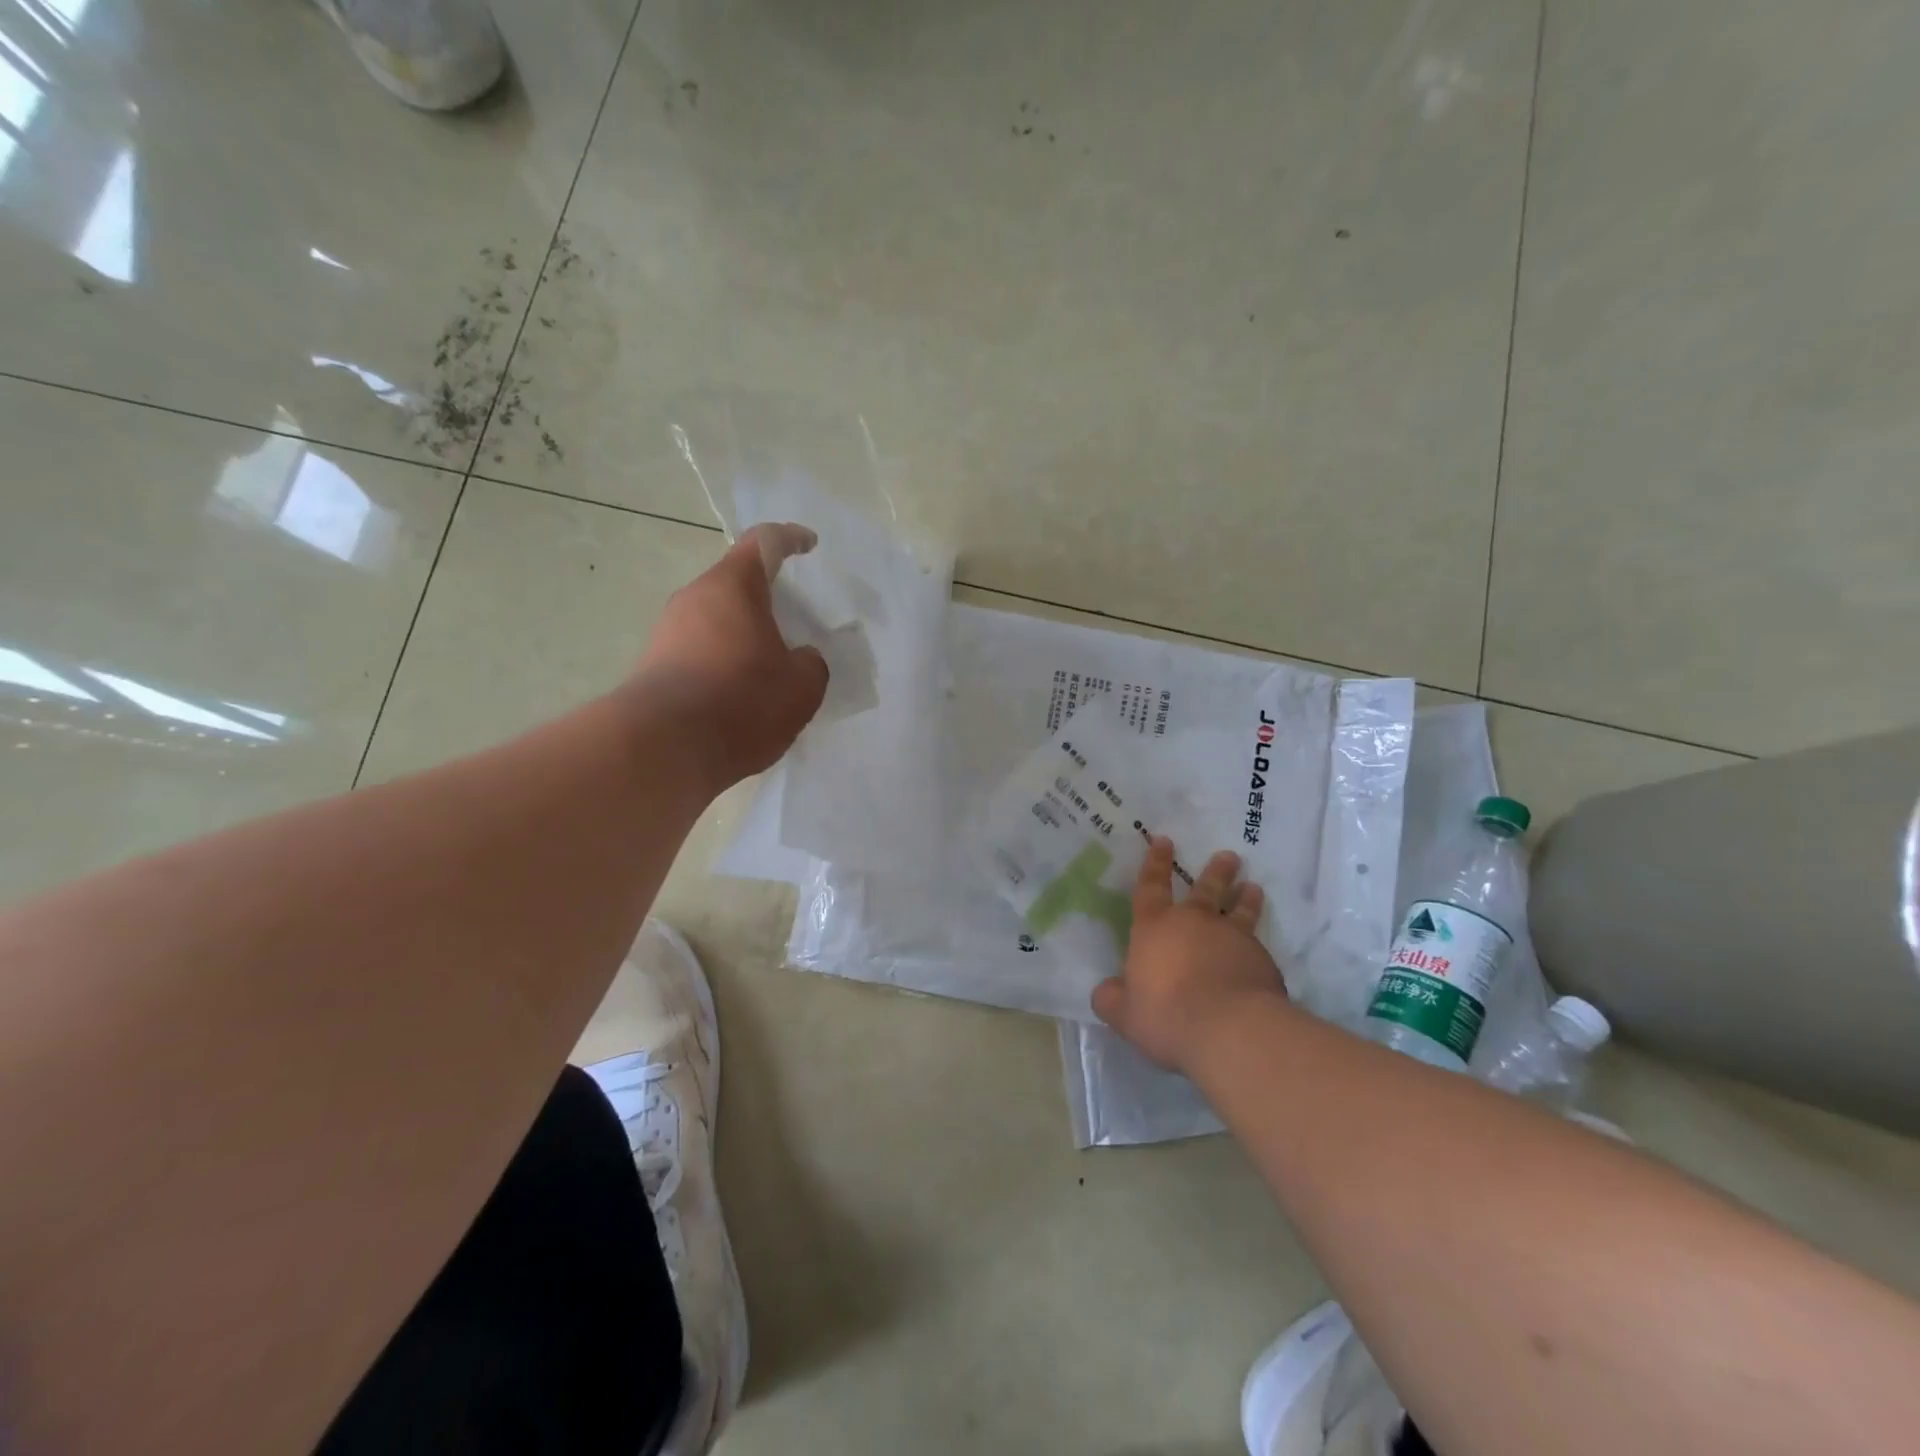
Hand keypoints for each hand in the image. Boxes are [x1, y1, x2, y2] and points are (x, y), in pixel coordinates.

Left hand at [634, 523, 829, 787]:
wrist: (661, 748)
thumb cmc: (741, 702)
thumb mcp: (802, 686)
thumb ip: (811, 663)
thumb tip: (798, 658)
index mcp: (733, 586)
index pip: (764, 543)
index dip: (790, 538)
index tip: (809, 544)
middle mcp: (694, 598)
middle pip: (735, 582)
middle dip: (766, 596)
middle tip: (794, 620)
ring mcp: (667, 631)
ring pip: (715, 618)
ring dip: (743, 633)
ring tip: (770, 666)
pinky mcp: (653, 665)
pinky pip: (698, 650)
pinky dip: (724, 661)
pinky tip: (740, 695)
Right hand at [1091, 838, 1289, 1073]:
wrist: (1229, 1029)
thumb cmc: (1166, 1014)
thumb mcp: (1124, 1014)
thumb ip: (1111, 999)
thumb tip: (1106, 991)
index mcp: (1155, 928)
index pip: (1151, 887)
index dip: (1155, 863)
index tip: (1163, 840)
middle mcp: (1194, 923)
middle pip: (1204, 889)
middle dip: (1215, 871)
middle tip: (1228, 856)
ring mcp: (1232, 938)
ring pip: (1239, 910)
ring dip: (1244, 897)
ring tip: (1252, 886)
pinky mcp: (1262, 961)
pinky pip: (1258, 945)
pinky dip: (1258, 943)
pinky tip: (1262, 951)